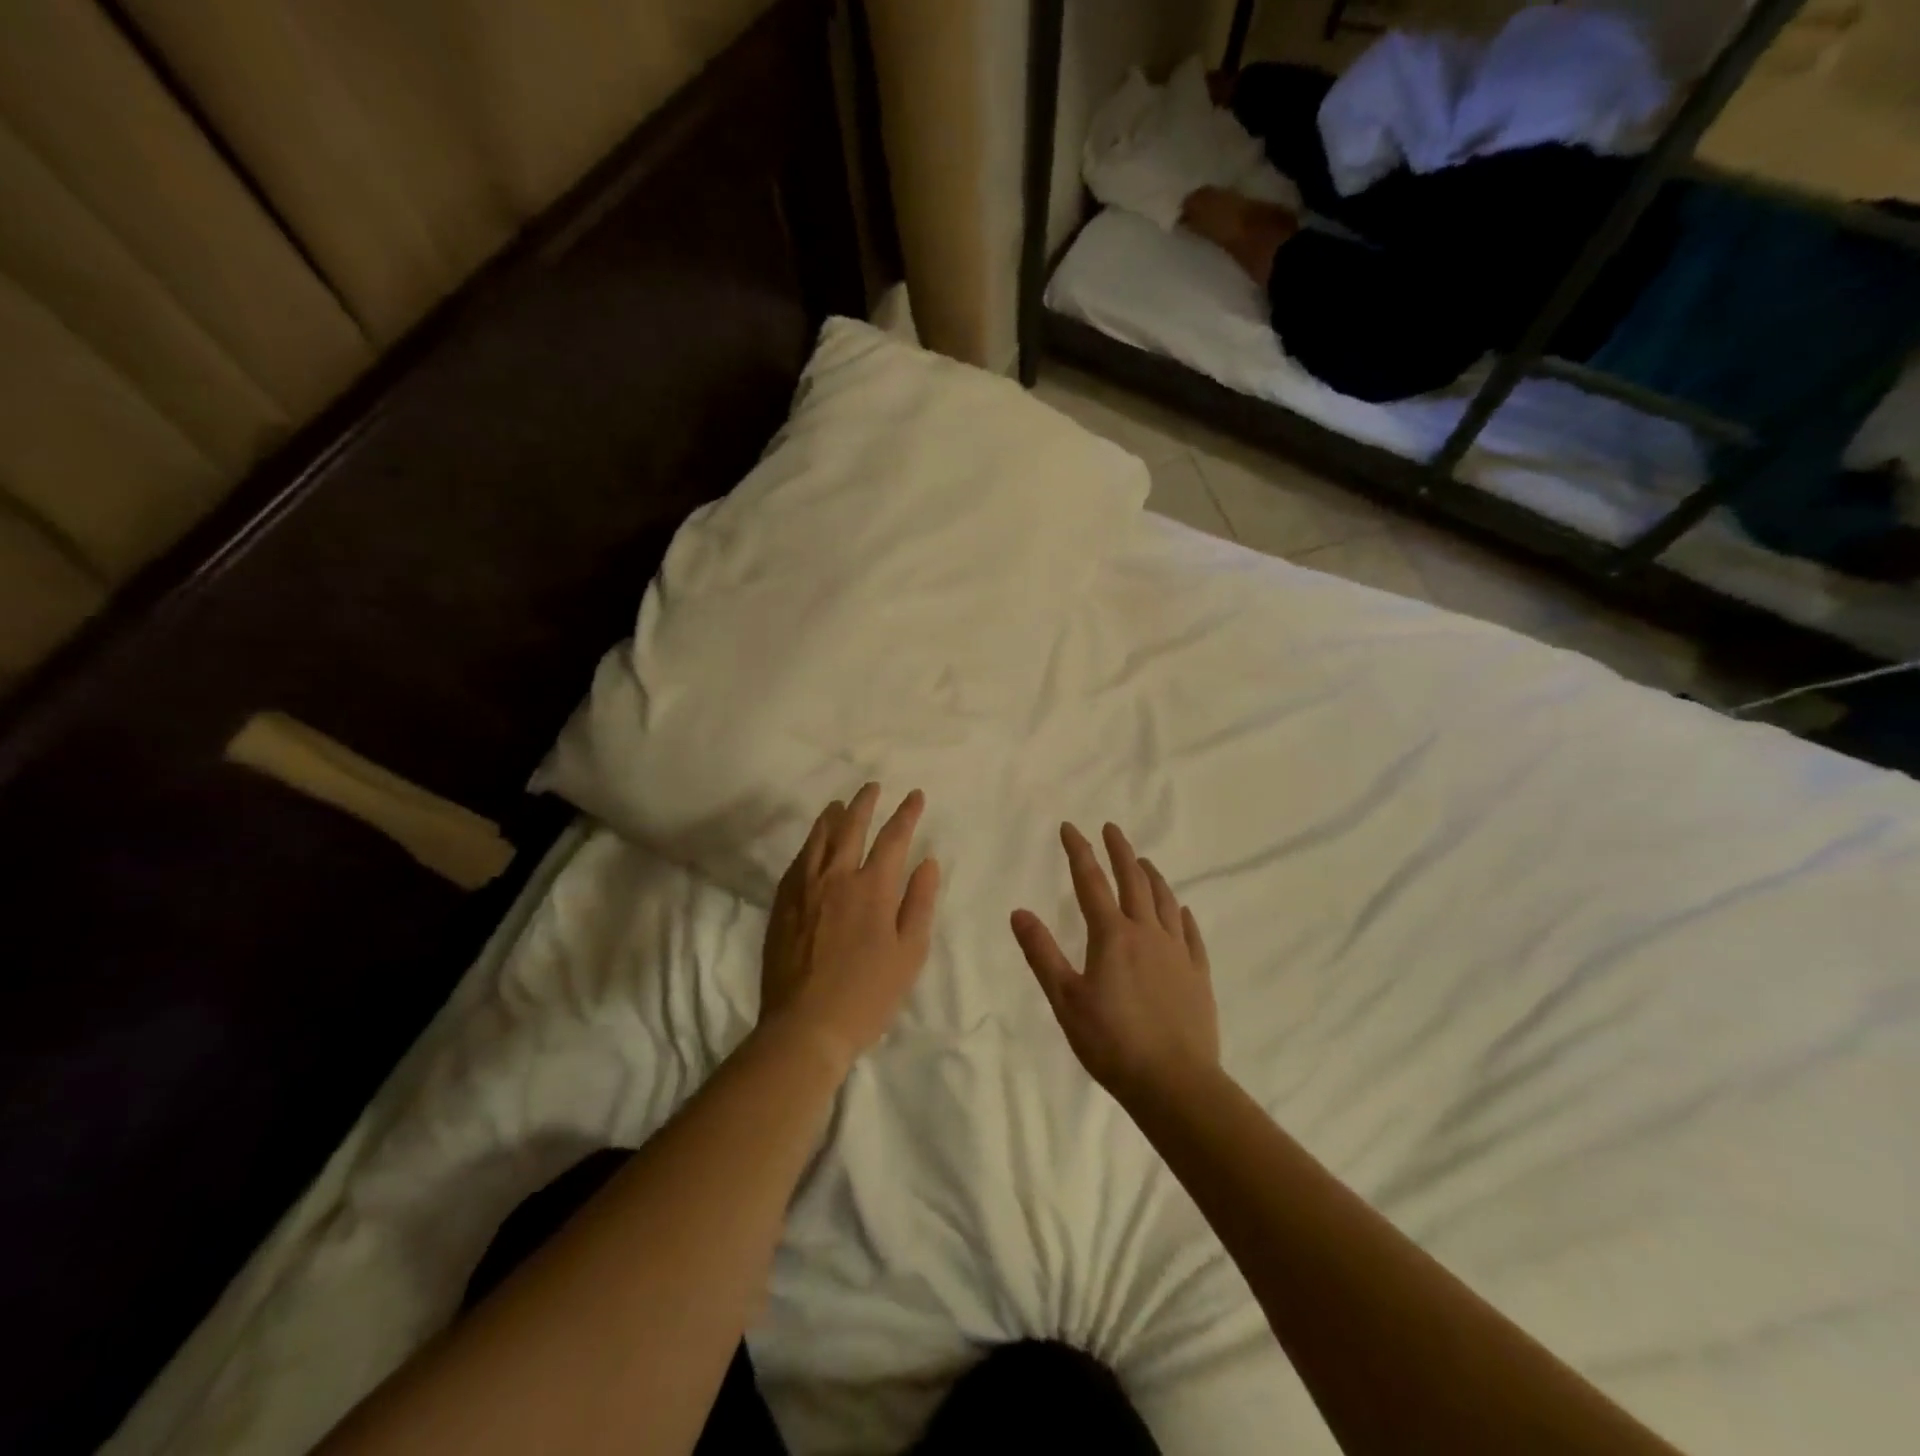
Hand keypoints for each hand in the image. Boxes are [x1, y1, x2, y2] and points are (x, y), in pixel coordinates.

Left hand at [761, 783, 940, 1070]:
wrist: (805, 1026)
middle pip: (851, 827)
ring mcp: (805, 888)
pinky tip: (812, 844)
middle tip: (872, 787)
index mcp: (873, 888)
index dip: (906, 814)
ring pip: (818, 839)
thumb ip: (919, 902)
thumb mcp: (909, 953)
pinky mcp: (782, 904)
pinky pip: (797, 861)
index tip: (914, 795)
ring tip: (839, 804)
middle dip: (864, 803)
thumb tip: (927, 861)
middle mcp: (836, 877)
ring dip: (832, 817)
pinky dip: (809, 844)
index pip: (893, 838)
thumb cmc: (868, 994)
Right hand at [1012, 822, 1217, 1104]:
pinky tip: (1180, 910)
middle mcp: (1147, 933)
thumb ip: (1042, 953)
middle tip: (1112, 829)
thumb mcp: (1065, 999)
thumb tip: (1019, 912)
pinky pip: (1190, 934)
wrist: (1174, 1082)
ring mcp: (1177, 953)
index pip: (1090, 882)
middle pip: (1133, 882)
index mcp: (1112, 936)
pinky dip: (1181, 914)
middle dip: (1121, 852)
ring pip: (1164, 902)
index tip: (1070, 827)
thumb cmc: (1111, 1042)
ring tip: (1144, 862)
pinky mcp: (1198, 974)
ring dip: (1152, 877)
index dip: (1079, 851)